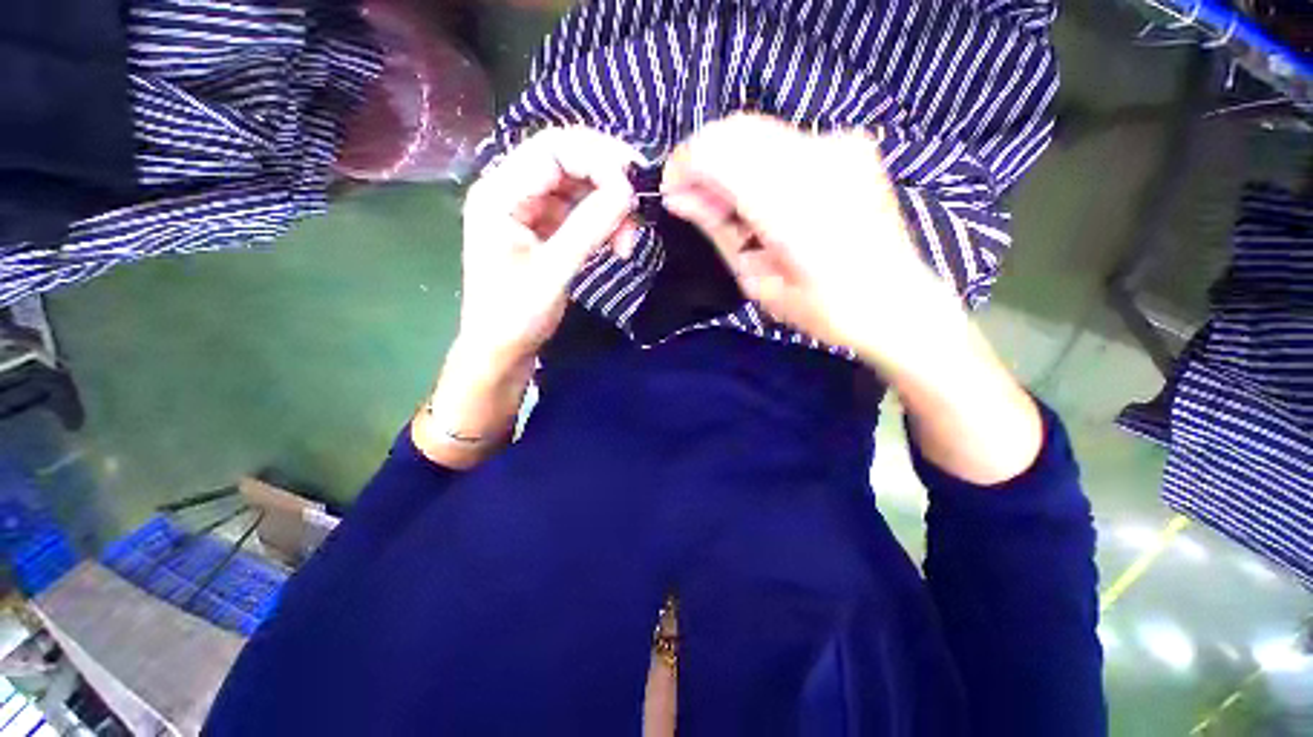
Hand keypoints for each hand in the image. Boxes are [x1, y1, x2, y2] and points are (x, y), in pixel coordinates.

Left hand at [413, 128, 639, 468]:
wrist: (501, 350)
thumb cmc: (515, 316)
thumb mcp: (552, 272)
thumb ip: (588, 228)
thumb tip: (628, 191)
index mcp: (499, 193)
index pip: (553, 149)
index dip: (598, 158)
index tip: (635, 184)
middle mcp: (512, 191)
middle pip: (568, 162)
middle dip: (608, 182)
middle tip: (639, 210)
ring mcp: (530, 210)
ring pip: (579, 188)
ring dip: (610, 208)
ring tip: (629, 241)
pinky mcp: (545, 229)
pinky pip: (580, 212)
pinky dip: (604, 223)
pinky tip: (618, 244)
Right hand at [663, 114, 1040, 482]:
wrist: (897, 302)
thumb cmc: (824, 309)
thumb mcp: (758, 280)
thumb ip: (719, 229)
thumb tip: (679, 197)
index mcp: (793, 204)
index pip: (718, 151)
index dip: (684, 165)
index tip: (672, 193)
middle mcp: (819, 158)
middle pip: (735, 130)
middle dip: (702, 161)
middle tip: (695, 204)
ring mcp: (839, 145)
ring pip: (757, 131)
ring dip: (729, 163)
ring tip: (727, 209)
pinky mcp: (850, 147)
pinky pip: (783, 141)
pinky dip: (757, 163)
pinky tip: (759, 199)